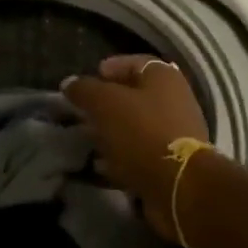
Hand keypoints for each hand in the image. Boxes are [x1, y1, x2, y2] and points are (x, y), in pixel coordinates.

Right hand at [62, 55, 210, 239]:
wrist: (178, 184)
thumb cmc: (141, 132)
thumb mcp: (104, 103)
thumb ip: (84, 89)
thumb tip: (70, 83)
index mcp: (164, 77)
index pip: (134, 62)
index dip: (109, 68)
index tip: (88, 80)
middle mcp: (175, 101)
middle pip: (135, 96)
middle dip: (106, 104)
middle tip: (83, 112)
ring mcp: (176, 133)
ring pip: (136, 126)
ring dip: (112, 132)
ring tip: (88, 140)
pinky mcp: (172, 162)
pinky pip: (141, 153)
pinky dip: (121, 157)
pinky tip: (101, 165)